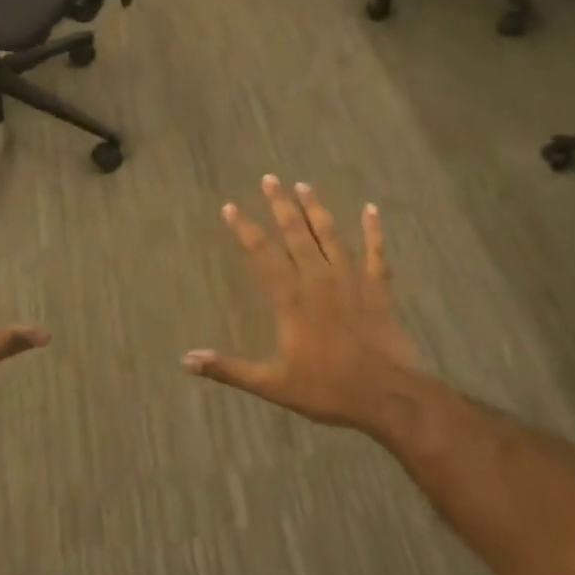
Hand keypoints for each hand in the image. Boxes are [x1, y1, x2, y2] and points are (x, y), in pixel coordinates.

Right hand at [184, 177, 427, 436]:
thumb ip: (229, 369)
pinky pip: (375, 252)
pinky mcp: (377, 288)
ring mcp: (351, 280)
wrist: (387, 396)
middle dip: (280, 205)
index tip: (229, 206)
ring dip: (316, 209)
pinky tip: (371, 209)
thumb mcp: (272, 384)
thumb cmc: (328, 389)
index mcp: (291, 299)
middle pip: (295, 234)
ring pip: (330, 235)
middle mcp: (318, 279)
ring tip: (304, 185)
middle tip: (270, 178)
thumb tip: (186, 360)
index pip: (261, 254)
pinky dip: (373, 230)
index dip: (244, 229)